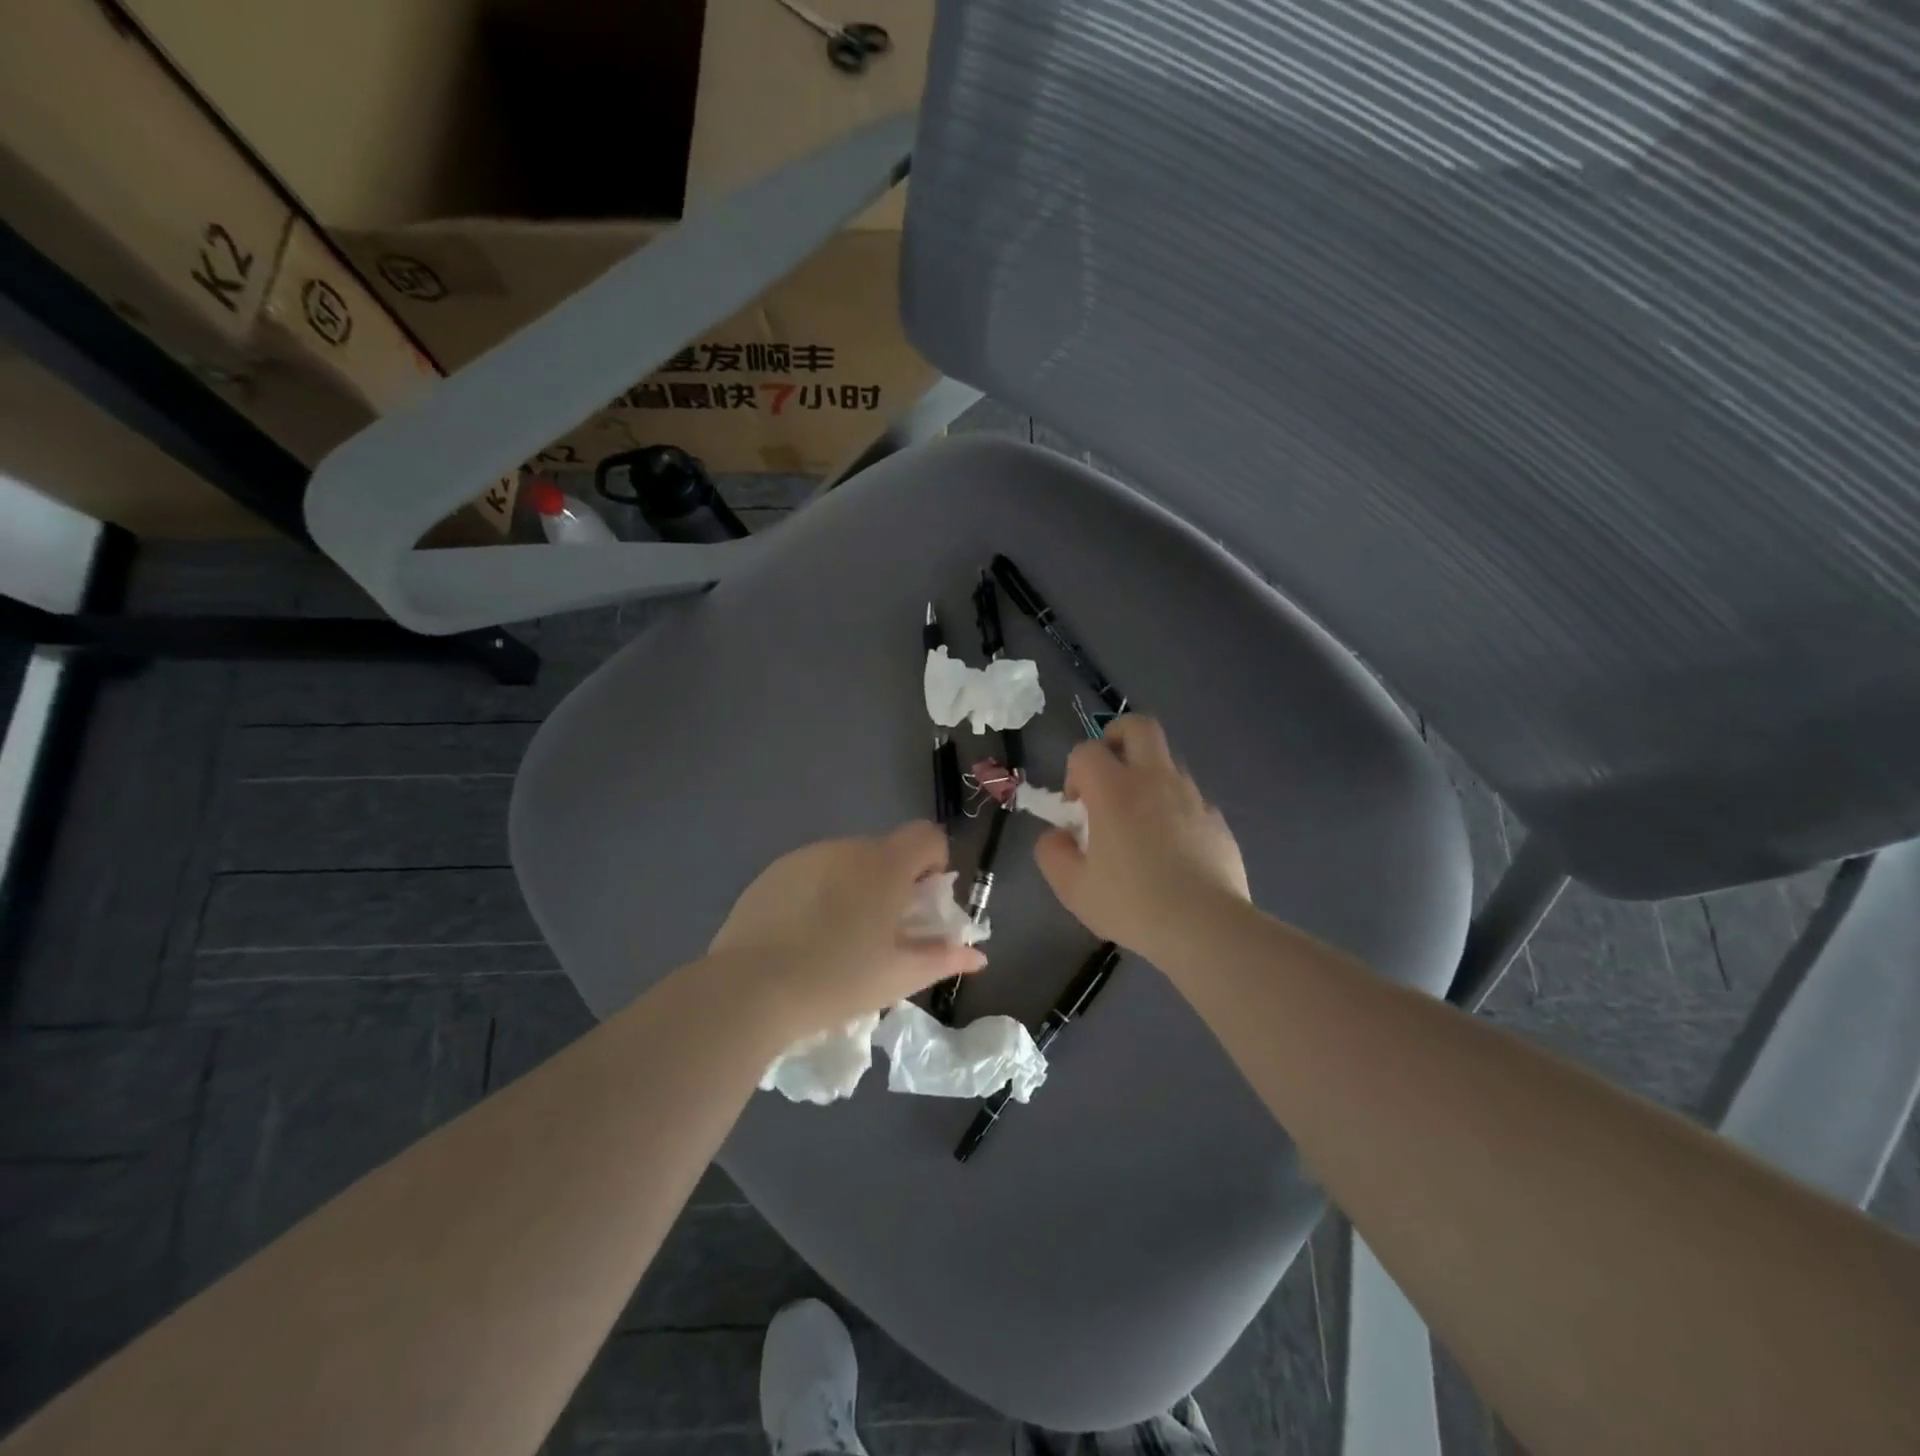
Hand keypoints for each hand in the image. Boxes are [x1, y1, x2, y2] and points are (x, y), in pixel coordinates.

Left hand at [709, 822, 986, 1032]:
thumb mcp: (899, 975)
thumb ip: (943, 957)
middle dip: (893, 882)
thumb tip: (977, 955)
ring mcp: (806, 856)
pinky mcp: (773, 872)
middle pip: (886, 850)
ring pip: (847, 862)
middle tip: (881, 931)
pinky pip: (812, 872)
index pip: (927, 835)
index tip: (920, 904)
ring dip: (855, 887)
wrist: (750, 989)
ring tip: (837, 938)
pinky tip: (802, 935)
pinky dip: (819, 893)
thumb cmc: (838, 980)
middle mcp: (848, 848)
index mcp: (885, 865)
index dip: (933, 864)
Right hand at [1033, 716, 1249, 960]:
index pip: (1086, 751)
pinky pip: (1190, 798)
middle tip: (1108, 773)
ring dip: (1147, 776)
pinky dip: (1174, 808)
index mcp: (1114, 789)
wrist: (1206, 927)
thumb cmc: (1132, 904)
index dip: (1074, 772)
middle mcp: (1155, 779)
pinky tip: (1171, 849)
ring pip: (1167, 761)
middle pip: (1138, 726)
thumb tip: (1057, 835)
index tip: (1076, 808)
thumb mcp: (1072, 888)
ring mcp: (1191, 796)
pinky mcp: (1216, 818)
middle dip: (1116, 737)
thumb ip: (1052, 853)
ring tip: (1139, 821)